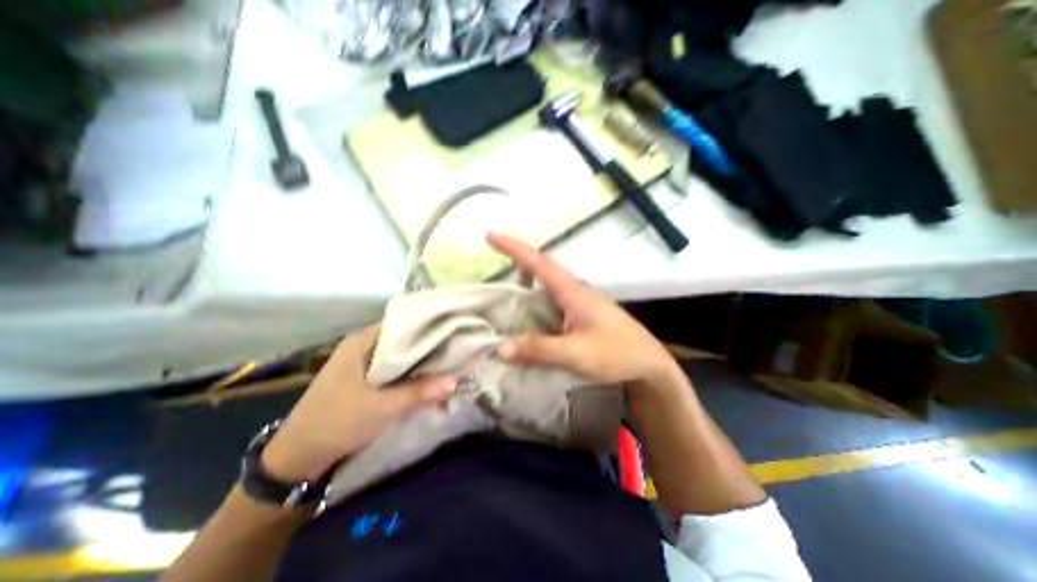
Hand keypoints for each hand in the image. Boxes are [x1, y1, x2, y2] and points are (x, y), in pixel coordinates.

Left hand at [262, 328, 451, 481]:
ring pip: (399, 357)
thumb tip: (455, 381)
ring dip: (420, 362)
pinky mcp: (364, 381)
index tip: (452, 329)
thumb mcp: (381, 408)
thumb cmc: (336, 423)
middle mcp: (362, 347)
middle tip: (456, 347)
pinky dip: (410, 374)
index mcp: (361, 341)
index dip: (427, 325)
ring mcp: (362, 364)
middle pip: (403, 340)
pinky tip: (428, 379)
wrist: (296, 459)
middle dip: (428, 345)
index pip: (402, 323)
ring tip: (449, 361)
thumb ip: (419, 392)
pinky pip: (394, 371)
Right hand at [487, 231, 681, 391]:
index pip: (538, 262)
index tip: (490, 235)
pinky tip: (526, 317)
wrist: (648, 364)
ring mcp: (578, 302)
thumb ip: (538, 349)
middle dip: (515, 261)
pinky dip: (534, 304)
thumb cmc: (616, 353)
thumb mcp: (575, 353)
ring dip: (523, 285)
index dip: (513, 248)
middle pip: (540, 269)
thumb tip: (499, 348)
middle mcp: (573, 290)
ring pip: (545, 287)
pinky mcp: (580, 315)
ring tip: (500, 293)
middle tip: (491, 262)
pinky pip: (550, 303)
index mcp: (571, 291)